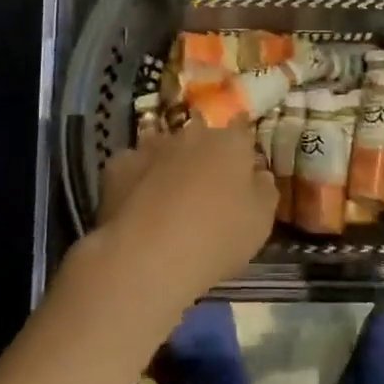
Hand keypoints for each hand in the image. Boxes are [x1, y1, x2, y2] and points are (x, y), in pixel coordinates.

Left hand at [95, 119, 276, 309]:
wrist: (148, 254)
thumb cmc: (217, 237)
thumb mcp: (260, 222)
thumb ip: (264, 191)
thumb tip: (258, 174)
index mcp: (230, 143)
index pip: (241, 128)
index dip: (242, 143)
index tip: (242, 161)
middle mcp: (191, 134)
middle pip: (201, 137)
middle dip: (204, 154)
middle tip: (206, 186)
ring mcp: (151, 146)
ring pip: (165, 148)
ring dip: (170, 163)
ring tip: (169, 197)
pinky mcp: (119, 165)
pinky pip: (133, 166)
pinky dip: (137, 179)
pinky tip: (137, 204)